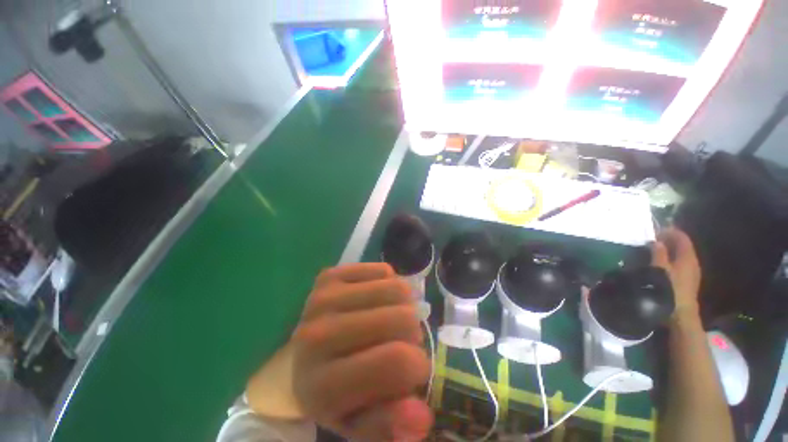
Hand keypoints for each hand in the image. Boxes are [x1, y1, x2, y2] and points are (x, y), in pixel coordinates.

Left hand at [292, 263, 432, 440]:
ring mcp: (323, 298)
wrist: (303, 356)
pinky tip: (376, 301)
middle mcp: (318, 336)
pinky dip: (390, 286)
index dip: (418, 366)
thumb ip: (391, 425)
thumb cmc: (336, 392)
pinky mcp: (330, 275)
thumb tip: (422, 418)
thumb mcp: (362, 422)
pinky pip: (384, 270)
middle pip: (402, 319)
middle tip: (398, 342)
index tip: (411, 370)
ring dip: (404, 307)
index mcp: (323, 387)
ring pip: (397, 289)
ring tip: (390, 320)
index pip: (397, 362)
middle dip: (412, 334)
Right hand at [651, 228, 701, 320]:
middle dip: (668, 241)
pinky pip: (679, 264)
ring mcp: (691, 273)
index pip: (682, 237)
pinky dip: (669, 260)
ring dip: (668, 251)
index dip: (670, 232)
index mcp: (687, 257)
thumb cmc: (669, 289)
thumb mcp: (660, 270)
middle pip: (682, 246)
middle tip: (650, 240)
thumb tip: (656, 242)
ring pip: (680, 256)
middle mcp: (692, 262)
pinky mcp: (687, 281)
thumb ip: (658, 254)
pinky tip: (659, 265)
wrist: (680, 315)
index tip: (654, 231)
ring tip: (652, 252)